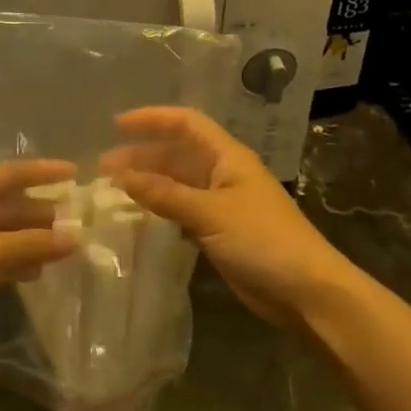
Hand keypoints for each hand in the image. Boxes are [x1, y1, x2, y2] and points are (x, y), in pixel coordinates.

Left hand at [0, 159, 77, 361]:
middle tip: (77, 217)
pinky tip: (37, 270)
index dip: (44, 172)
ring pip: (0, 230)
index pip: (10, 172)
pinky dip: (13, 259)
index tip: (76, 174)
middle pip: (6, 202)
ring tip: (66, 244)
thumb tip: (77, 237)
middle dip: (40, 211)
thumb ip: (35, 243)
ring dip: (30, 238)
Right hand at [100, 108, 354, 327]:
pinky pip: (183, 212)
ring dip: (149, 184)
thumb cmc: (263, 240)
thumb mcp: (210, 213)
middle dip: (142, 156)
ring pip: (178, 185)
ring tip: (113, 191)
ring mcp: (222, 204)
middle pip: (178, 154)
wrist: (307, 292)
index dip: (153, 119)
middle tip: (103, 169)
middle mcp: (223, 174)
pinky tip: (139, 219)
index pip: (186, 123)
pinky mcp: (221, 233)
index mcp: (228, 157)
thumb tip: (121, 176)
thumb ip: (165, 194)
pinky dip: (161, 211)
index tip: (117, 124)